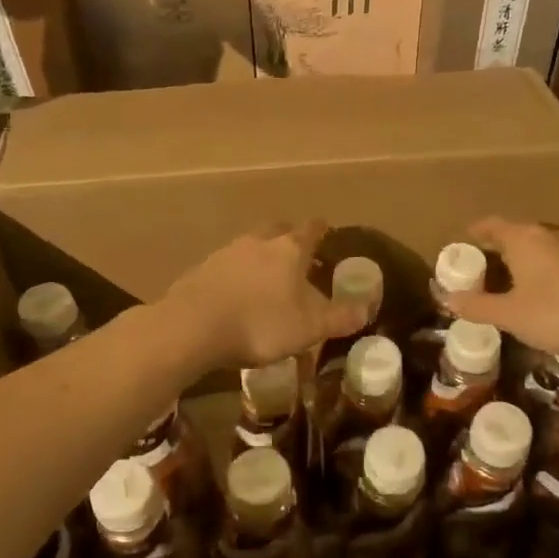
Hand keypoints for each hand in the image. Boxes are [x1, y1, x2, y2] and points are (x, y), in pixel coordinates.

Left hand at [163, 222, 367, 369]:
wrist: (192, 326)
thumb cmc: (260, 323)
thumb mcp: (308, 328)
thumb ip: (338, 318)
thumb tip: (365, 310)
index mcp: (289, 249)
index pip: (311, 229)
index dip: (321, 230)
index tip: (327, 231)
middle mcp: (258, 242)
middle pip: (278, 230)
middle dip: (289, 239)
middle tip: (299, 256)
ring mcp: (227, 253)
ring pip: (251, 246)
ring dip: (261, 257)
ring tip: (268, 280)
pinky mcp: (202, 270)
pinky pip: (227, 265)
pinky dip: (237, 275)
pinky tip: (237, 295)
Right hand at [442, 218, 558, 359]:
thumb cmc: (555, 314)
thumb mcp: (509, 314)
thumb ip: (477, 305)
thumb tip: (448, 299)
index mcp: (523, 238)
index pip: (491, 224)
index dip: (475, 232)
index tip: (463, 242)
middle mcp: (547, 234)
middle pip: (514, 232)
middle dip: (495, 246)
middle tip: (479, 266)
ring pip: (536, 245)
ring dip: (519, 257)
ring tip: (506, 279)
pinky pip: (554, 257)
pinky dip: (539, 266)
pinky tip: (538, 289)